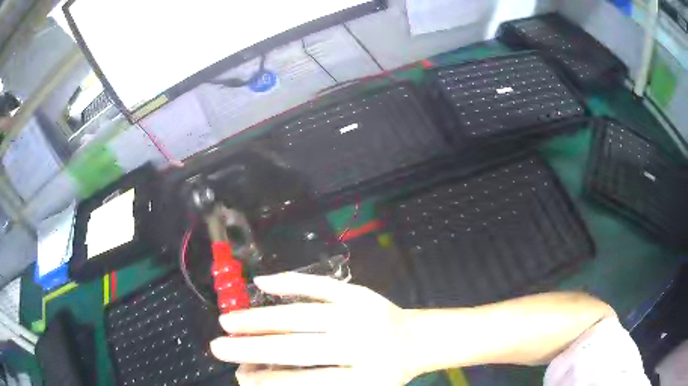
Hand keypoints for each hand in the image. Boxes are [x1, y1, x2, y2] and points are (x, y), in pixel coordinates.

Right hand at [210, 272, 419, 385]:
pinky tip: (261, 283)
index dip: (270, 380)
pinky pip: (320, 285)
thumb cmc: (385, 371)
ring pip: (301, 315)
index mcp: (365, 378)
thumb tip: (263, 377)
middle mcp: (361, 344)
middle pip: (297, 348)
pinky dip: (290, 282)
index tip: (240, 376)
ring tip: (228, 321)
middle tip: (217, 347)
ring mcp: (360, 313)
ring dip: (259, 318)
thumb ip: (315, 383)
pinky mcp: (360, 292)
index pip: (307, 381)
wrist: (417, 340)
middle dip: (252, 348)